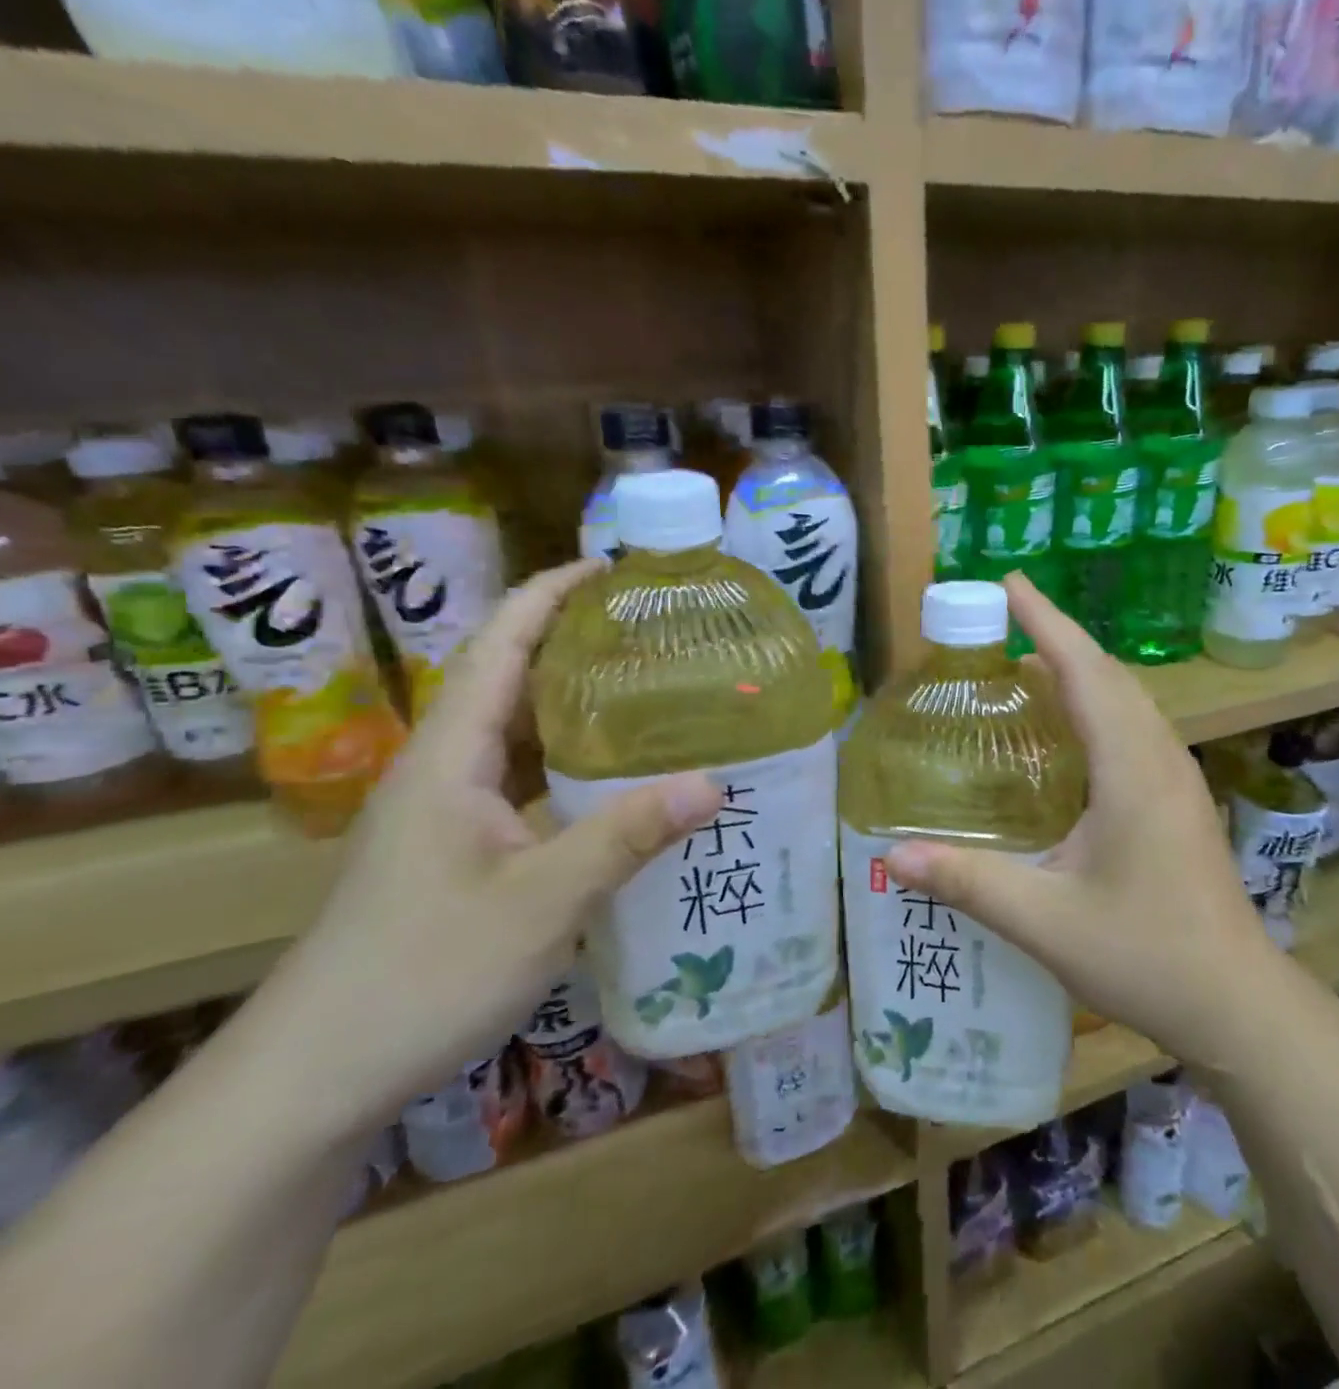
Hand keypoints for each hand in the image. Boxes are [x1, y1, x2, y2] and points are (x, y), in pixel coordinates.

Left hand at [250, 561, 721, 1139]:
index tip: (611, 568)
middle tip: (657, 631)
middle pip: (512, 680)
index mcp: (449, 757)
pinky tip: (622, 781)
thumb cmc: (421, 973)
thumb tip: (715, 782)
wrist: (318, 1076)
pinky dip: (574, 764)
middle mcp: (445, 770)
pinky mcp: (462, 850)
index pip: (499, 646)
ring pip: (520, 735)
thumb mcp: (540, 901)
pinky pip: (527, 782)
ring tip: (653, 690)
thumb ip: (625, 836)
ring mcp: (451, 813)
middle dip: (576, 642)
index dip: (549, 595)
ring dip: (578, 705)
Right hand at [884, 575, 1281, 1069]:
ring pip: (1127, 701)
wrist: (1235, 1002)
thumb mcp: (1045, 920)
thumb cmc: (1145, 955)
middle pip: (1109, 675)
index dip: (1045, 622)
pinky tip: (1069, 737)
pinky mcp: (1180, 800)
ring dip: (1081, 672)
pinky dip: (1098, 707)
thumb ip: (968, 882)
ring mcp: (1178, 778)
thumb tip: (892, 856)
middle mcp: (1161, 758)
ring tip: (1026, 670)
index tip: (1010, 584)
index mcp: (1131, 769)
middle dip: (1057, 639)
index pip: (1085, 671)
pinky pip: (1135, 729)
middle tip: (1001, 625)